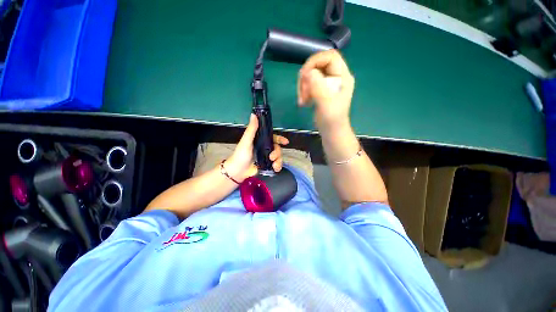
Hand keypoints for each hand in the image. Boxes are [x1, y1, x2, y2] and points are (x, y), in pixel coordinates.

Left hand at [225, 114, 288, 182]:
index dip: (280, 139)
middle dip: (277, 153)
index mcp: (260, 141)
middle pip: (277, 148)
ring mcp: (266, 157)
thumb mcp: (246, 141)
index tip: (286, 142)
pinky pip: (277, 164)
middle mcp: (265, 148)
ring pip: (278, 156)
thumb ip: (251, 129)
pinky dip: (278, 167)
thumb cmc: (241, 155)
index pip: (272, 138)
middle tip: (271, 157)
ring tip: (273, 165)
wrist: (238, 171)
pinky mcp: (267, 165)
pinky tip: (275, 169)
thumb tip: (254, 115)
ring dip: (278, 161)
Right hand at [297, 50, 354, 131]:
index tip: (304, 76)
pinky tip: (304, 102)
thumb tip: (308, 72)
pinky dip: (304, 91)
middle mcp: (336, 77)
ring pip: (311, 75)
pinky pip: (309, 84)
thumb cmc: (332, 120)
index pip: (329, 57)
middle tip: (302, 93)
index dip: (315, 61)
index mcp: (343, 77)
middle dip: (306, 78)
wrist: (332, 132)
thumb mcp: (326, 104)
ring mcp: (328, 84)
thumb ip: (319, 87)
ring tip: (302, 101)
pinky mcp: (321, 91)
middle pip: (318, 65)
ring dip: (303, 86)